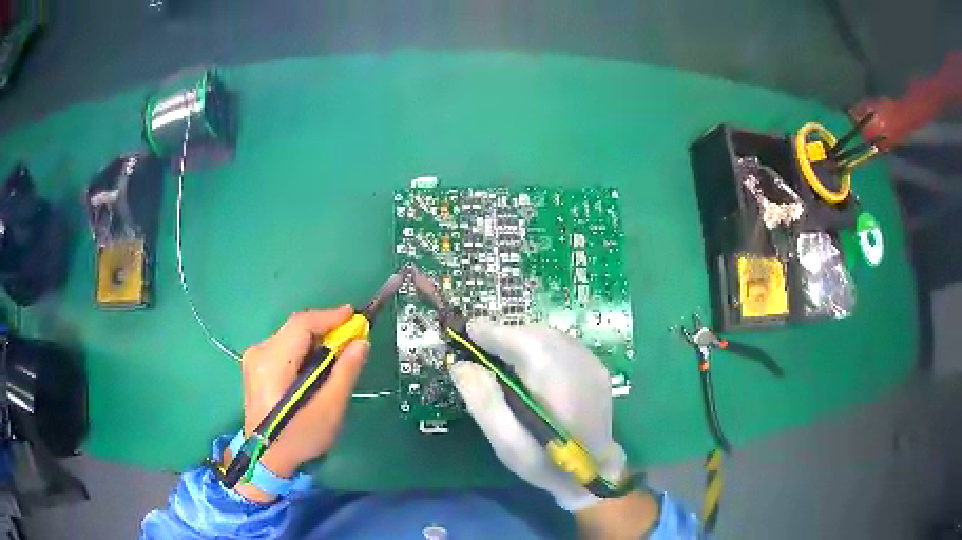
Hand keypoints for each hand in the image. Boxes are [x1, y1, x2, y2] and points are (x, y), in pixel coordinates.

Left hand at [228, 306, 368, 502]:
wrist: (267, 459)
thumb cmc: (300, 437)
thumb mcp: (329, 409)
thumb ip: (345, 372)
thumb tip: (361, 341)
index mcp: (273, 362)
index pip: (302, 325)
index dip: (330, 317)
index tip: (356, 316)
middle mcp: (259, 352)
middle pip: (295, 329)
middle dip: (325, 330)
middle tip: (351, 339)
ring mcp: (254, 359)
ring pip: (290, 337)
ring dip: (315, 341)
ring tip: (337, 355)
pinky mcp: (255, 367)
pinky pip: (284, 347)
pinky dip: (303, 350)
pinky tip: (316, 366)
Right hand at [449, 320, 627, 510]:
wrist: (595, 471)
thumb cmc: (546, 463)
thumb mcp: (507, 444)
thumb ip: (484, 403)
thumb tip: (460, 365)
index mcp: (559, 386)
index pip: (525, 343)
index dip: (494, 332)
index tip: (466, 330)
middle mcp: (580, 365)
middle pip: (536, 334)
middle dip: (505, 335)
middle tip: (479, 347)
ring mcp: (592, 363)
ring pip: (549, 335)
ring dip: (521, 339)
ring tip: (500, 356)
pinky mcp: (595, 366)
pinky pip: (560, 343)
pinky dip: (538, 345)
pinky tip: (528, 365)